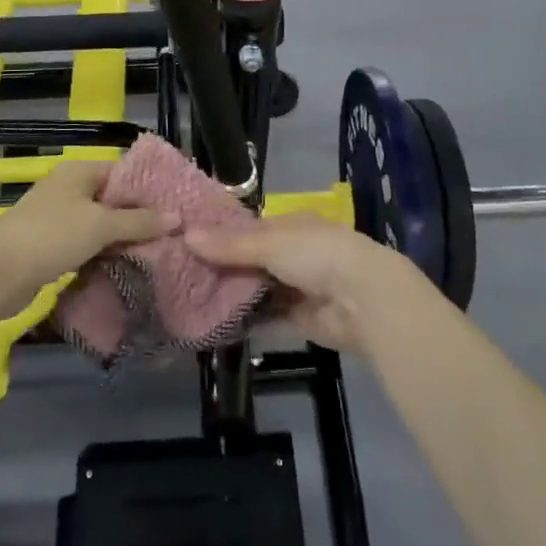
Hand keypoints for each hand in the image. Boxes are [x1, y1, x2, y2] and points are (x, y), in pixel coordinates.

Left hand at [0, 159, 175, 316]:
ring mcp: (57, 219)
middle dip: (139, 218)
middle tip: (172, 236)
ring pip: (99, 226)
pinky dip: (103, 255)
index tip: (177, 208)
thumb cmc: (51, 236)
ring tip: (157, 254)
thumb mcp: (101, 226)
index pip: (123, 172)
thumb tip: (177, 217)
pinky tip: (125, 268)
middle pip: (112, 200)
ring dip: (122, 240)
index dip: (149, 189)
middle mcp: (68, 190)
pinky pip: (85, 246)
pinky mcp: (50, 247)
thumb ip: (139, 221)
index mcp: (79, 172)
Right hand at [185, 213, 433, 351]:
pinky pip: (267, 315)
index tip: (187, 240)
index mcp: (292, 224)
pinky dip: (247, 318)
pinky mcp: (300, 317)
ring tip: (191, 298)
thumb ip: (229, 245)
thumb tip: (186, 236)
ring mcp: (298, 285)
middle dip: (224, 266)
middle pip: (252, 259)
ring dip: (234, 293)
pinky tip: (217, 321)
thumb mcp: (268, 243)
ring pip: (258, 287)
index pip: (250, 227)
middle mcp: (295, 252)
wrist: (363, 299)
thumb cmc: (317, 255)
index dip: (222, 234)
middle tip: (182, 273)